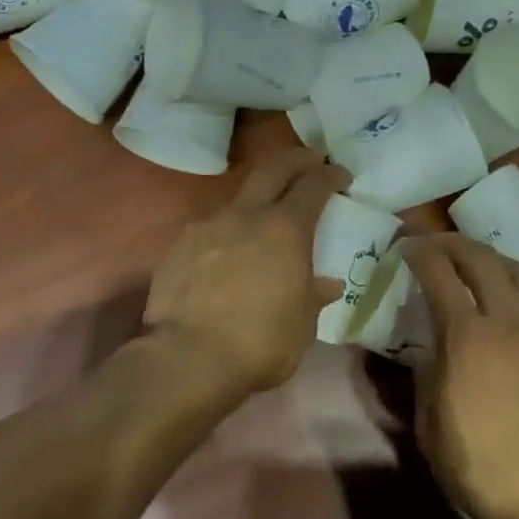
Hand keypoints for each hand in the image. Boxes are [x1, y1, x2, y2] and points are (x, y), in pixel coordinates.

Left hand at [145, 149, 346, 394]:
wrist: (187, 359)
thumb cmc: (259, 343)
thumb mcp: (302, 325)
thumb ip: (313, 296)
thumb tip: (326, 284)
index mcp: (284, 229)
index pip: (313, 185)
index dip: (329, 175)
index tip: (340, 174)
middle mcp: (245, 216)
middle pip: (272, 169)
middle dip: (295, 159)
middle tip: (310, 160)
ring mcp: (206, 227)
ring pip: (237, 199)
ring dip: (256, 200)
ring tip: (264, 220)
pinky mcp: (178, 247)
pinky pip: (209, 229)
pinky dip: (226, 233)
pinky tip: (226, 255)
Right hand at [403, 235, 518, 518]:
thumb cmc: (477, 465)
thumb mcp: (428, 420)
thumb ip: (426, 371)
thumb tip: (431, 347)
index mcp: (467, 337)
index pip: (439, 273)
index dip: (419, 253)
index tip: (406, 247)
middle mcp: (508, 320)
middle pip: (482, 258)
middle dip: (453, 244)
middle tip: (435, 245)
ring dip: (491, 258)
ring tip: (474, 264)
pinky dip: (518, 287)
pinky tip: (508, 303)